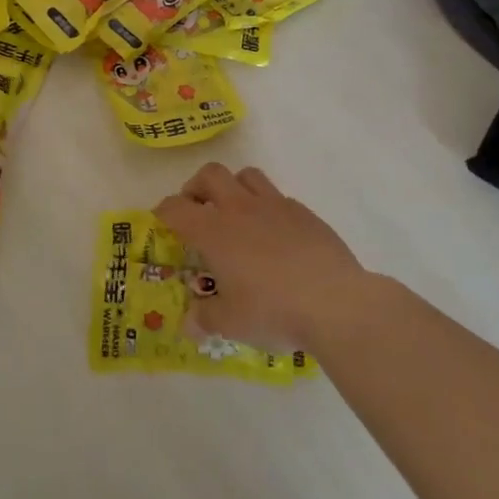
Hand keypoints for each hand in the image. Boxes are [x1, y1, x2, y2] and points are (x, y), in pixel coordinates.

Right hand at [155, 163, 374, 353]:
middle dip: (197, 188)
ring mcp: (276, 206)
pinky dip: (267, 208)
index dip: (163, 212)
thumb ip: (205, 318)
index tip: (162, 222)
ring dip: (234, 188)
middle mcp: (240, 209)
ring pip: (246, 176)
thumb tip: (189, 323)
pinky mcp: (305, 213)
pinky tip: (274, 235)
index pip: (176, 208)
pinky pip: (278, 197)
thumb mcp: (231, 323)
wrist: (336, 303)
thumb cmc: (273, 310)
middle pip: (210, 174)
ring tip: (235, 214)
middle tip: (197, 210)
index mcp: (213, 231)